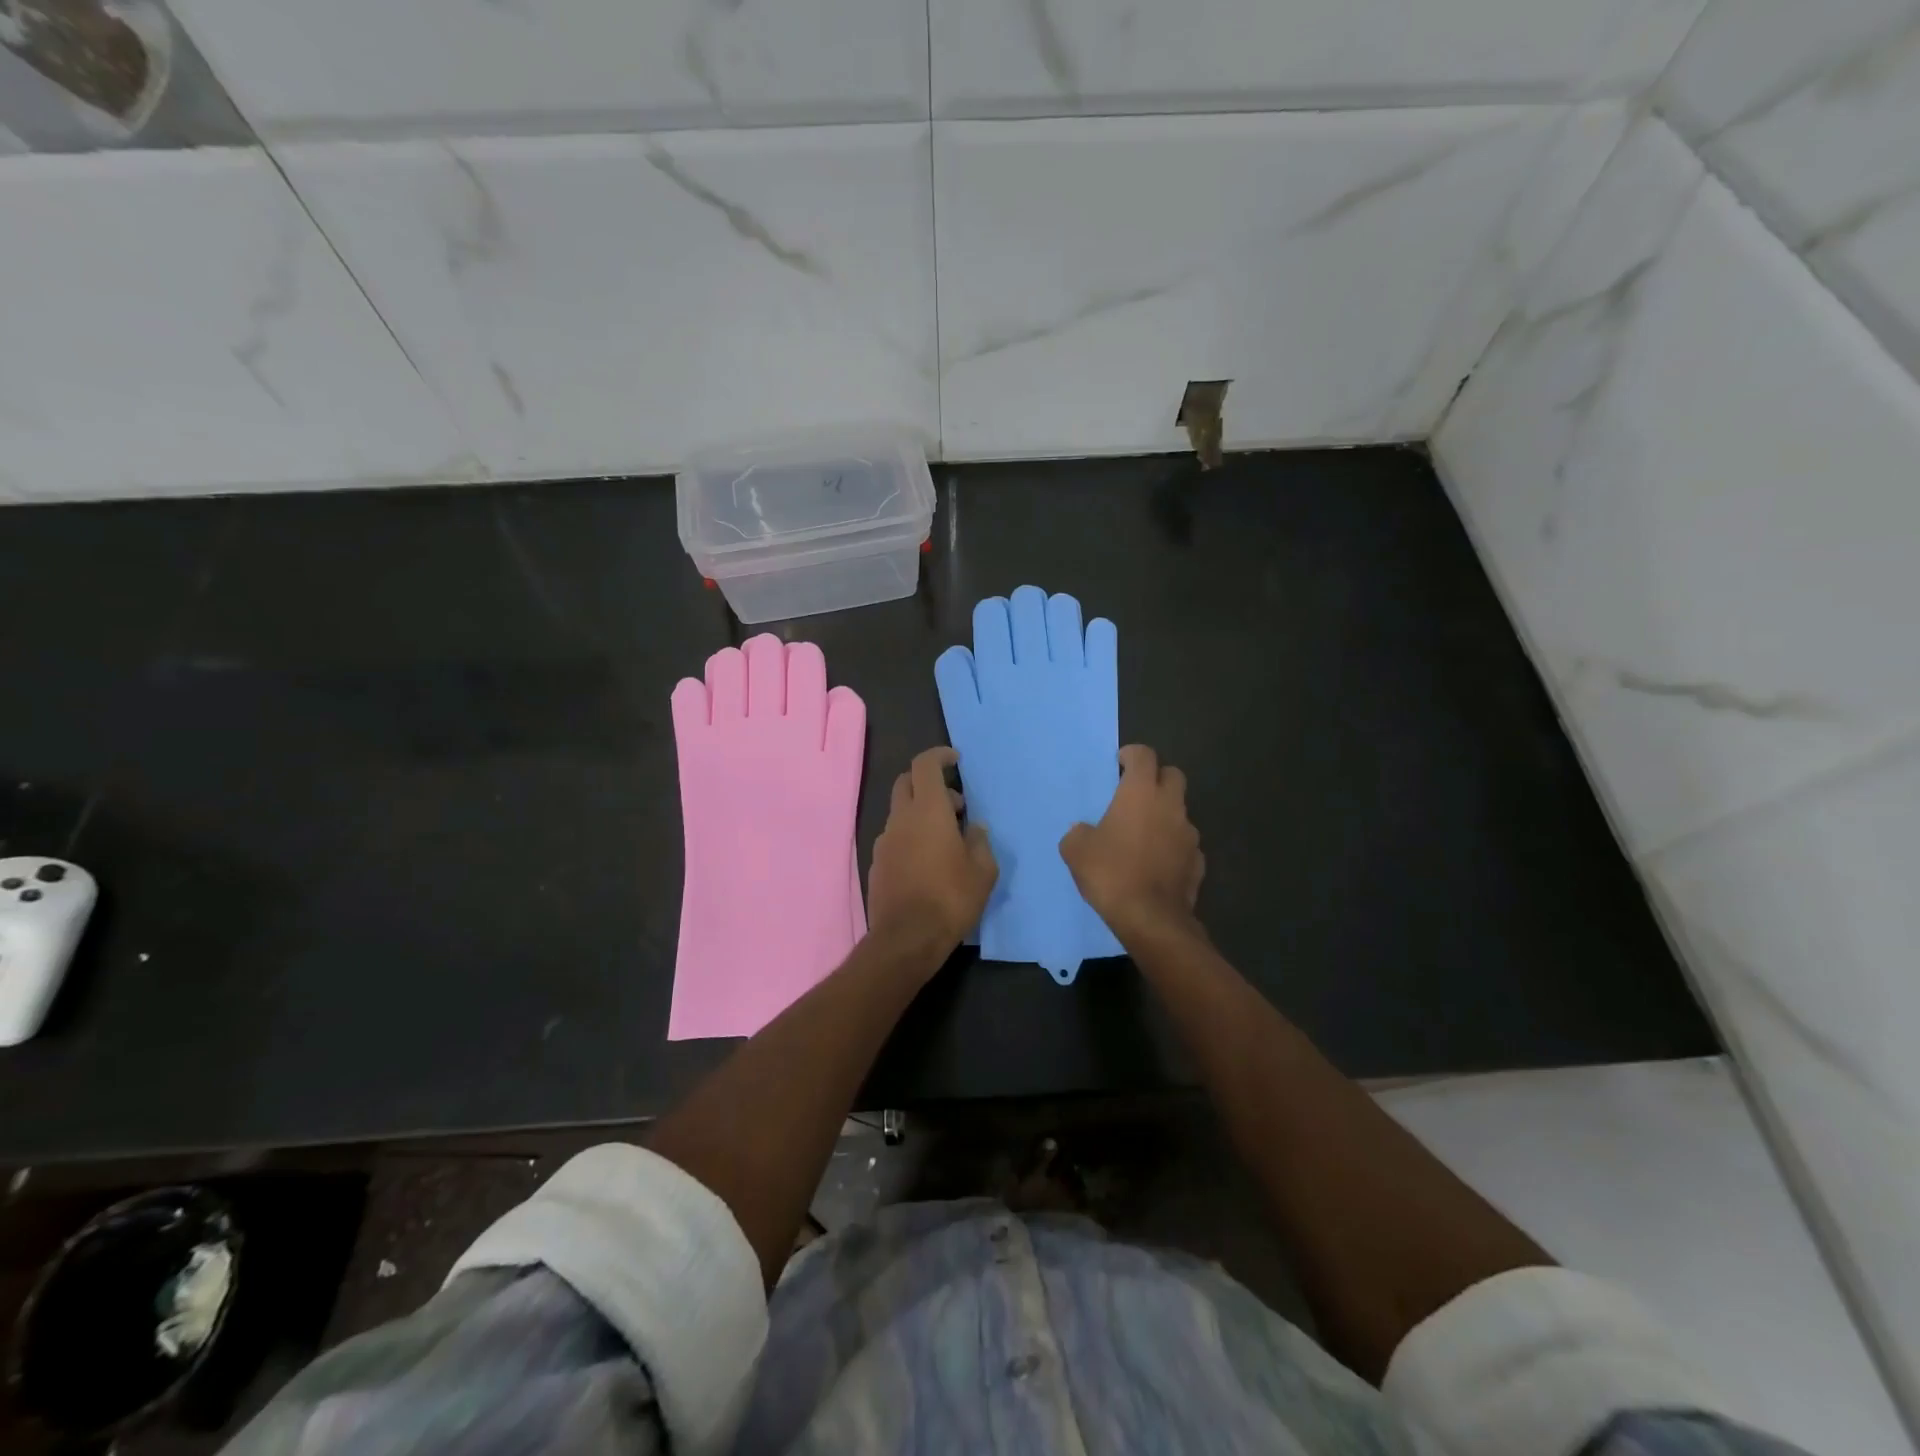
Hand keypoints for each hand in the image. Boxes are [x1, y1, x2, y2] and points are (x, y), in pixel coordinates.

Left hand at [868, 747, 998, 956]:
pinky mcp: (876, 864)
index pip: (925, 765)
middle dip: (929, 783)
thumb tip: (973, 827)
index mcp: (927, 810)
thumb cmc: (951, 898)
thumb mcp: (983, 870)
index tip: (955, 760)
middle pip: (906, 783)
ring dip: (920, 813)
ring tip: (946, 839)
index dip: (939, 756)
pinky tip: (928, 862)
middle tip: (955, 804)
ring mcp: (884, 841)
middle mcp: (900, 819)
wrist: (906, 939)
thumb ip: (979, 840)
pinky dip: (910, 836)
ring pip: (900, 812)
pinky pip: (894, 838)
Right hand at [1059, 744, 1204, 943]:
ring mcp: (1189, 834)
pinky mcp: (1198, 861)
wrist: (1151, 919)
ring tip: (1143, 836)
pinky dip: (1172, 846)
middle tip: (1135, 795)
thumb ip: (1079, 832)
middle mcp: (1170, 805)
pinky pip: (1185, 844)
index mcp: (1141, 793)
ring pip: (1180, 811)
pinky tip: (1157, 864)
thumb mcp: (1076, 850)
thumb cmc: (1111, 873)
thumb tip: (1084, 831)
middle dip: (1156, 778)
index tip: (1119, 765)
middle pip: (1172, 775)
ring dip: (1164, 815)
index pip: (1144, 755)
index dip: (1131, 755)